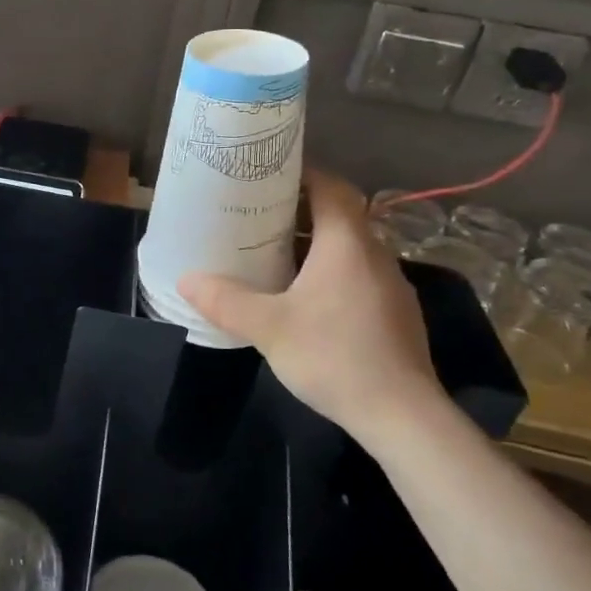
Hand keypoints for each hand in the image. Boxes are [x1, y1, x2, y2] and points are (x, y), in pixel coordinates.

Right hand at [179, 170, 442, 446]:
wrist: (404, 417)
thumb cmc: (335, 356)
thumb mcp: (269, 327)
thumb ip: (225, 300)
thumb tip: (186, 279)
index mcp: (347, 243)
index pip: (332, 186)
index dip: (304, 173)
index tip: (270, 174)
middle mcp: (375, 255)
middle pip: (341, 214)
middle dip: (302, 209)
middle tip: (259, 214)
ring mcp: (391, 286)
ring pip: (351, 248)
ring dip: (317, 244)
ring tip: (276, 253)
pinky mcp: (396, 315)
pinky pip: (360, 276)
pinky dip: (332, 273)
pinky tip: (307, 299)